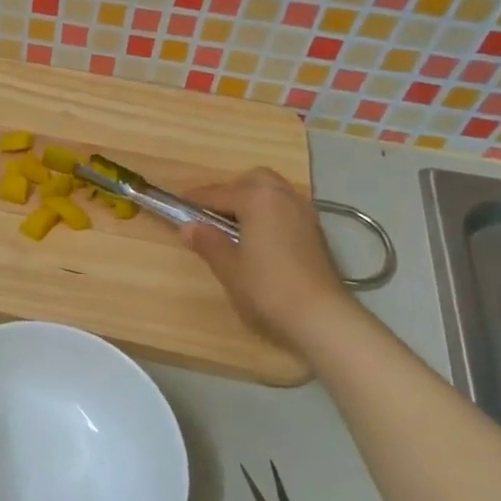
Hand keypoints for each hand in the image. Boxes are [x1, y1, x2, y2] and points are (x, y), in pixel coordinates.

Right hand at [179, 169, 350, 348]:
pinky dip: (270, 215)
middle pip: (254, 181)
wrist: (322, 318)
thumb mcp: (229, 269)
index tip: (177, 204)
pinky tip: (259, 240)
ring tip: (235, 228)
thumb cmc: (267, 290)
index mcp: (257, 199)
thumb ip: (208, 243)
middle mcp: (283, 197)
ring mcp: (304, 214)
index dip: (195, 200)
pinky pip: (286, 210)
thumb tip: (189, 227)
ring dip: (253, 201)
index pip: (218, 193)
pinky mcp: (316, 233)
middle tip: (212, 215)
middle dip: (232, 191)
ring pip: (274, 193)